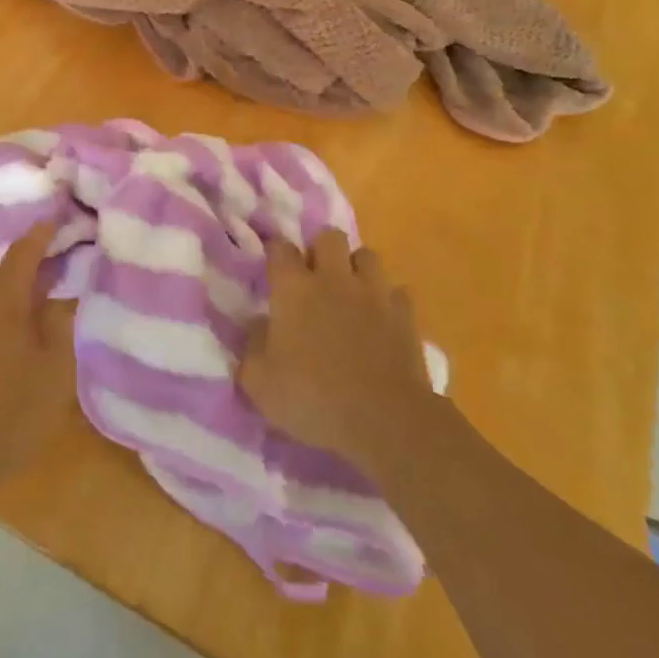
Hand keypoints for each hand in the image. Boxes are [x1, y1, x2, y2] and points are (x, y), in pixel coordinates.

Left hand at [0, 225, 76, 509]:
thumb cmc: (5, 415)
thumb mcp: (53, 374)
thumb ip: (59, 326)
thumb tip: (57, 298)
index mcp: (0, 298)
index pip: (24, 250)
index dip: (43, 233)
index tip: (59, 217)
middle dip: (24, 270)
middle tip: (51, 283)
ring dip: (2, 297)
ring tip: (26, 321)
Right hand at [239, 230, 436, 477]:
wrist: (385, 420)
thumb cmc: (313, 398)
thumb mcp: (259, 383)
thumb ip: (252, 347)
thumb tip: (261, 326)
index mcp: (294, 289)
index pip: (280, 248)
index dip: (276, 252)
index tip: (274, 267)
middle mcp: (333, 279)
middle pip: (329, 237)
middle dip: (321, 249)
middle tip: (315, 276)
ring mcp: (373, 294)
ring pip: (367, 256)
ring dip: (357, 269)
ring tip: (351, 291)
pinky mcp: (405, 315)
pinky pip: (397, 293)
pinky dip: (389, 301)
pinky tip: (383, 319)